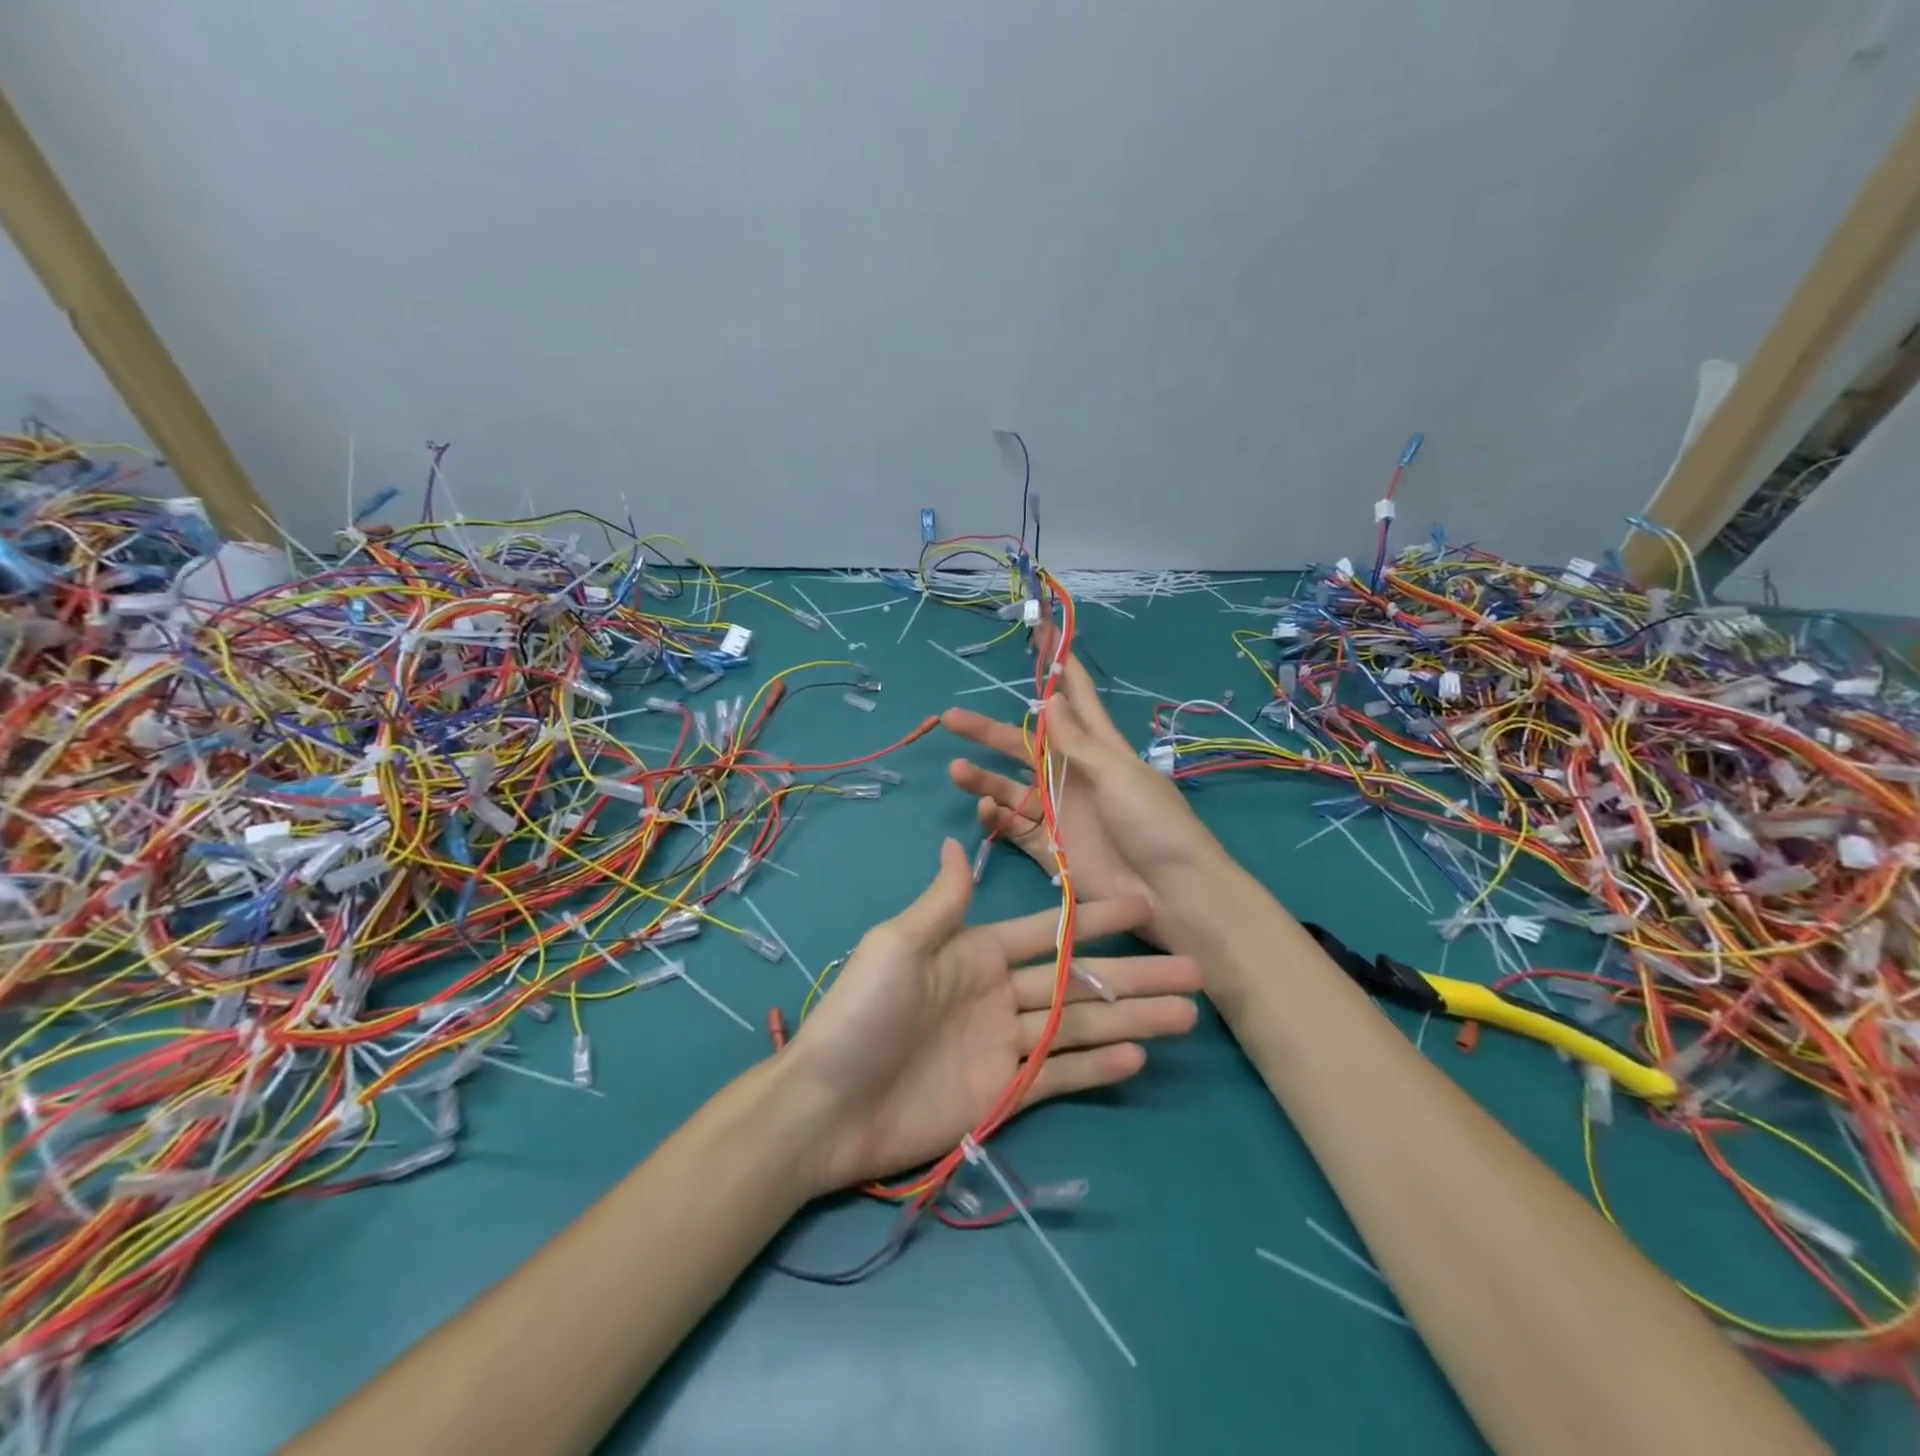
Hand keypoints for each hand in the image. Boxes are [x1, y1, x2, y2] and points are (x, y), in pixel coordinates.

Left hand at [784, 839, 1200, 1191]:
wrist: (827, 1106)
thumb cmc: (862, 1013)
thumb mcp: (898, 945)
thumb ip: (943, 903)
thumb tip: (959, 844)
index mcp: (975, 952)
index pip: (1047, 931)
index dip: (1093, 918)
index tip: (1141, 905)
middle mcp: (997, 993)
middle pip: (1076, 979)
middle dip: (1133, 973)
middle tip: (1192, 969)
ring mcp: (1004, 1044)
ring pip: (1078, 1025)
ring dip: (1131, 1018)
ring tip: (1186, 1012)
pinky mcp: (1004, 1092)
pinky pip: (1060, 1074)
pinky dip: (1098, 1065)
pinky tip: (1138, 1055)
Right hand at [942, 630, 1224, 944]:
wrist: (1170, 894)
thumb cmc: (1153, 824)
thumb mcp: (1118, 774)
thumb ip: (1077, 742)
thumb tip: (1049, 697)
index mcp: (1099, 748)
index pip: (1074, 698)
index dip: (1057, 666)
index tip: (1040, 632)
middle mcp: (1072, 774)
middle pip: (1024, 742)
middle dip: (989, 730)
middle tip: (951, 717)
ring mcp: (1058, 810)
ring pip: (1010, 784)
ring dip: (983, 775)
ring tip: (956, 769)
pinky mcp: (1048, 845)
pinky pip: (1012, 824)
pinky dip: (995, 815)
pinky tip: (986, 808)